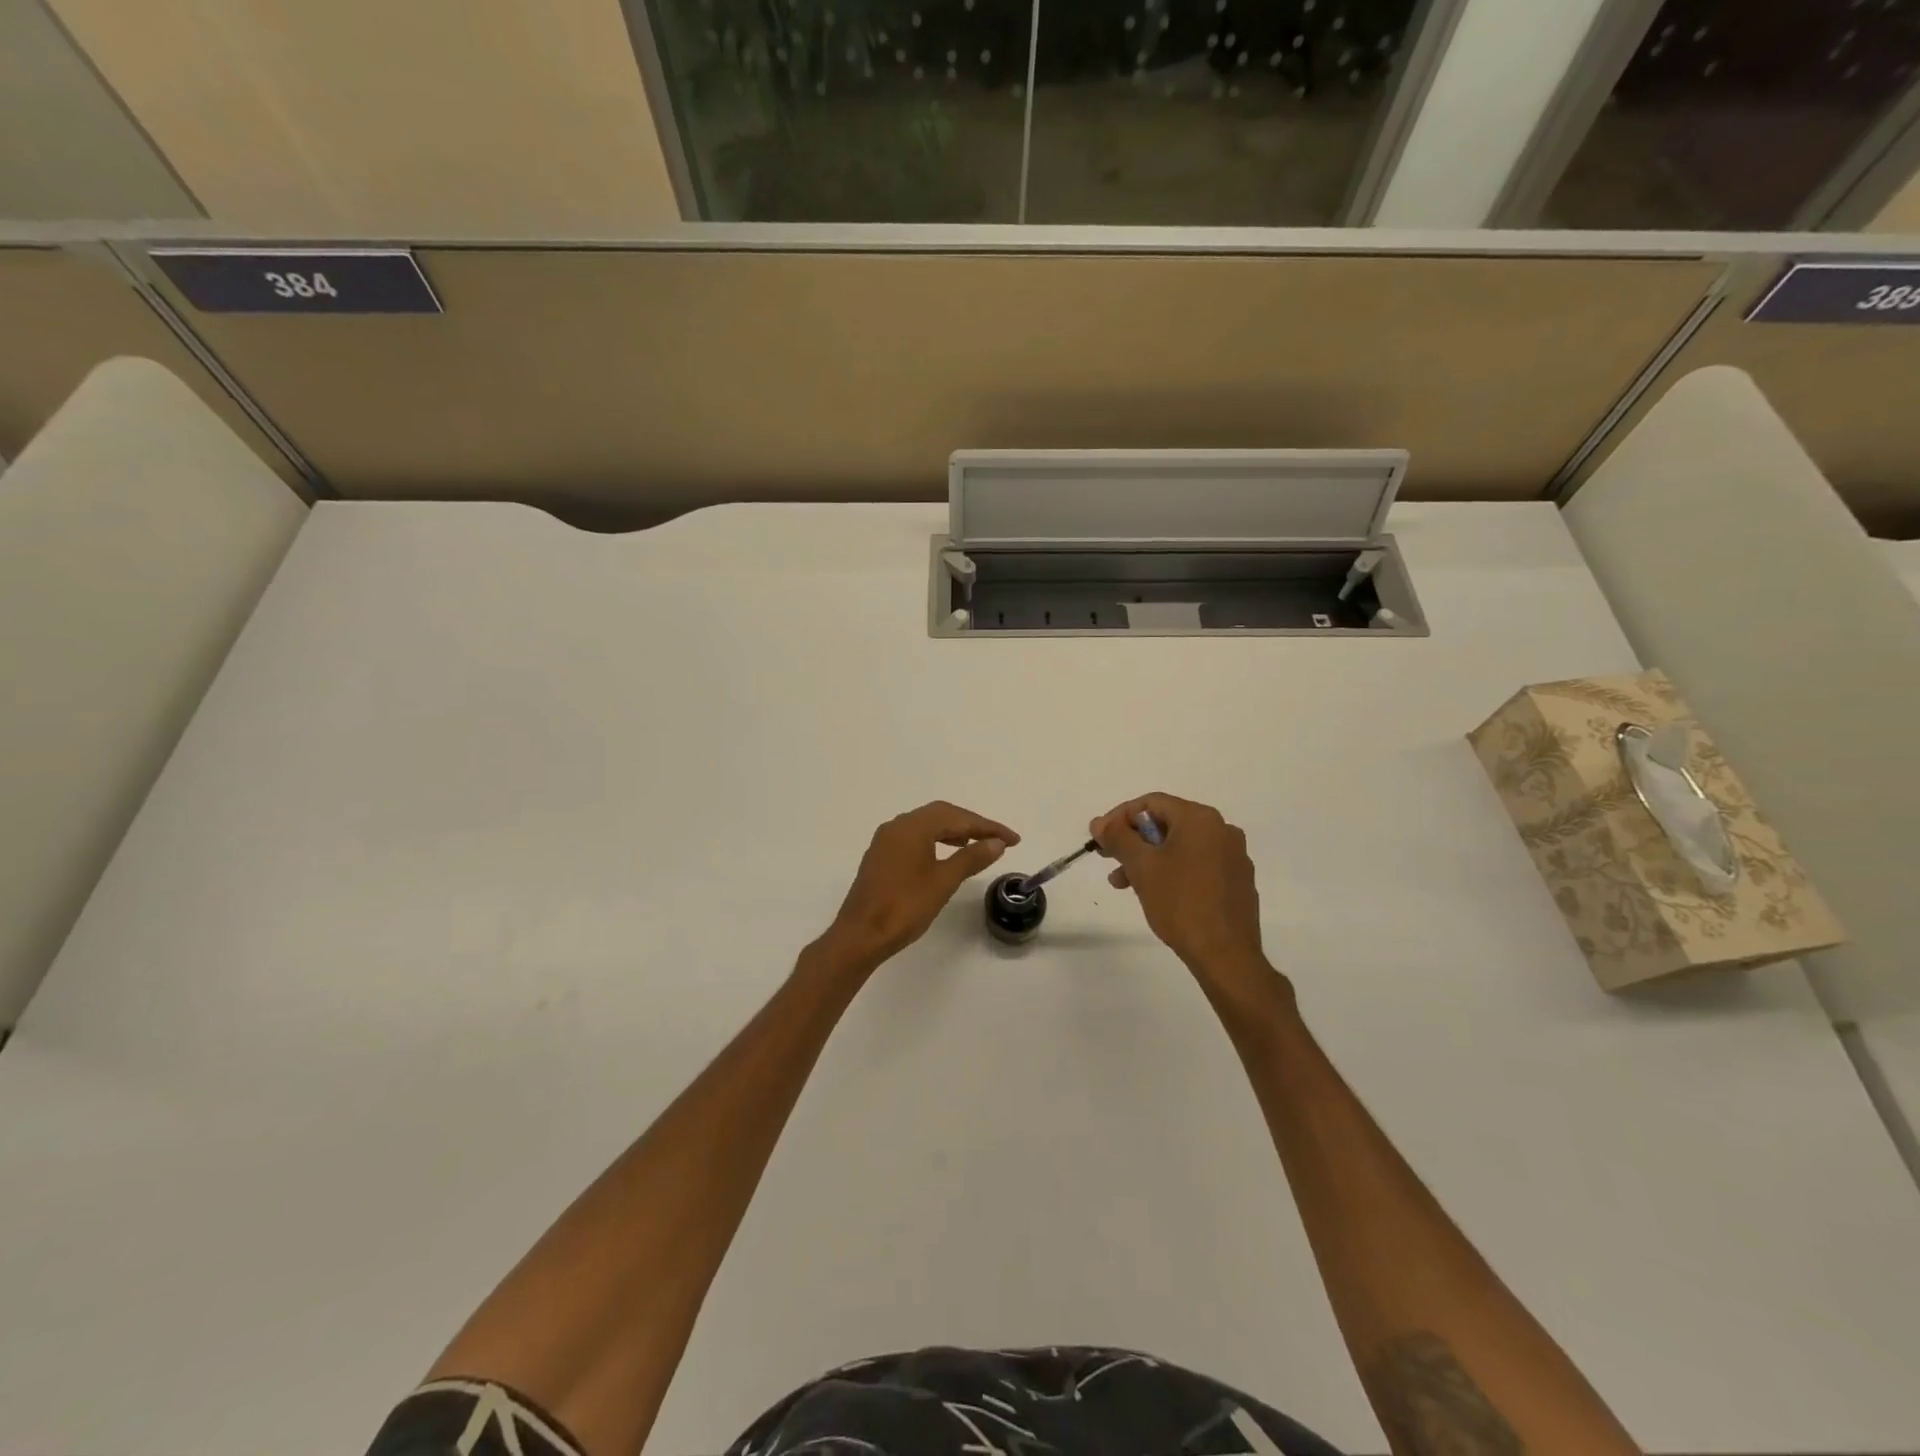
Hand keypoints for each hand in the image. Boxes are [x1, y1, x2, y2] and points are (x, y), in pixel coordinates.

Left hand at [820, 802, 1018, 968]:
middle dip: (972, 825)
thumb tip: (996, 843)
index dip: (988, 827)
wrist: (861, 935)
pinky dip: (937, 840)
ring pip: (927, 825)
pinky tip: (949, 854)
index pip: (957, 818)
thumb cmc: (904, 907)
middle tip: (999, 840)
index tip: (1013, 839)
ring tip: (979, 845)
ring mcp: (886, 841)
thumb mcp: (943, 881)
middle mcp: (897, 826)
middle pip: (941, 815)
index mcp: (912, 827)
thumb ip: (971, 858)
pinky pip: (915, 838)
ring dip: (955, 831)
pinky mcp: (882, 856)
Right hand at [1090, 793, 1275, 990]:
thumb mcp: (1141, 866)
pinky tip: (1156, 893)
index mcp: (1200, 819)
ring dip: (1149, 859)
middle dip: (1133, 841)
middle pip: (1167, 824)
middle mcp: (1222, 830)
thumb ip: (1118, 837)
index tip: (1100, 839)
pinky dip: (1172, 870)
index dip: (1120, 817)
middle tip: (1108, 859)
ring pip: (1181, 846)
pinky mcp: (1237, 881)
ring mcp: (1234, 856)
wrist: (1225, 954)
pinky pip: (1198, 864)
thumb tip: (1100, 822)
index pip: (1152, 803)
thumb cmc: (1180, 902)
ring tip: (1124, 883)